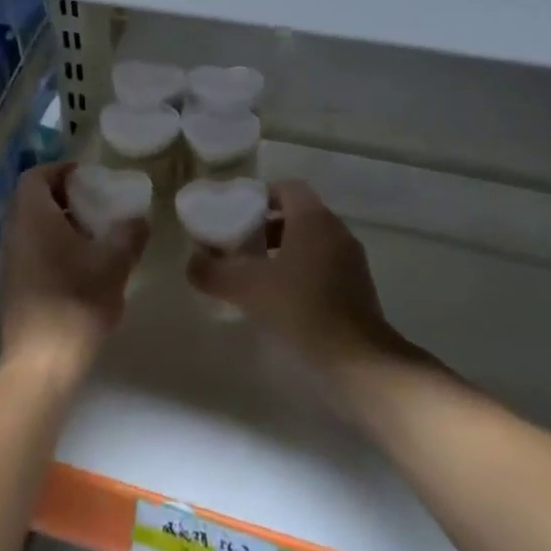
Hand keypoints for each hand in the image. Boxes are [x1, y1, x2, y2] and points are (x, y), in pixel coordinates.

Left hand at [0, 162, 148, 378]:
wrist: (41, 363)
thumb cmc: (76, 301)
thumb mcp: (114, 263)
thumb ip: (129, 234)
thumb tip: (138, 219)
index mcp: (32, 216)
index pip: (36, 176)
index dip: (60, 170)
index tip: (87, 177)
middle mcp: (14, 232)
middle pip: (33, 200)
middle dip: (64, 197)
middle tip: (96, 204)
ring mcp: (10, 261)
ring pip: (32, 227)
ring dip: (59, 224)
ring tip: (93, 236)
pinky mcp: (13, 286)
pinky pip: (31, 250)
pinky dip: (52, 246)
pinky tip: (80, 267)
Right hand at [187, 179, 412, 373]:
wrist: (358, 361)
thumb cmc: (301, 308)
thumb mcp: (246, 288)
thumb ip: (212, 271)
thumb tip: (191, 263)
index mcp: (313, 218)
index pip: (286, 188)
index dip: (259, 196)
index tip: (236, 215)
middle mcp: (336, 231)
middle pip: (298, 215)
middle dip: (266, 226)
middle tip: (239, 245)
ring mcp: (351, 261)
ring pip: (311, 242)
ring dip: (283, 251)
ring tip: (256, 275)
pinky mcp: (359, 290)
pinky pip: (324, 266)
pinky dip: (301, 273)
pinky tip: (281, 300)